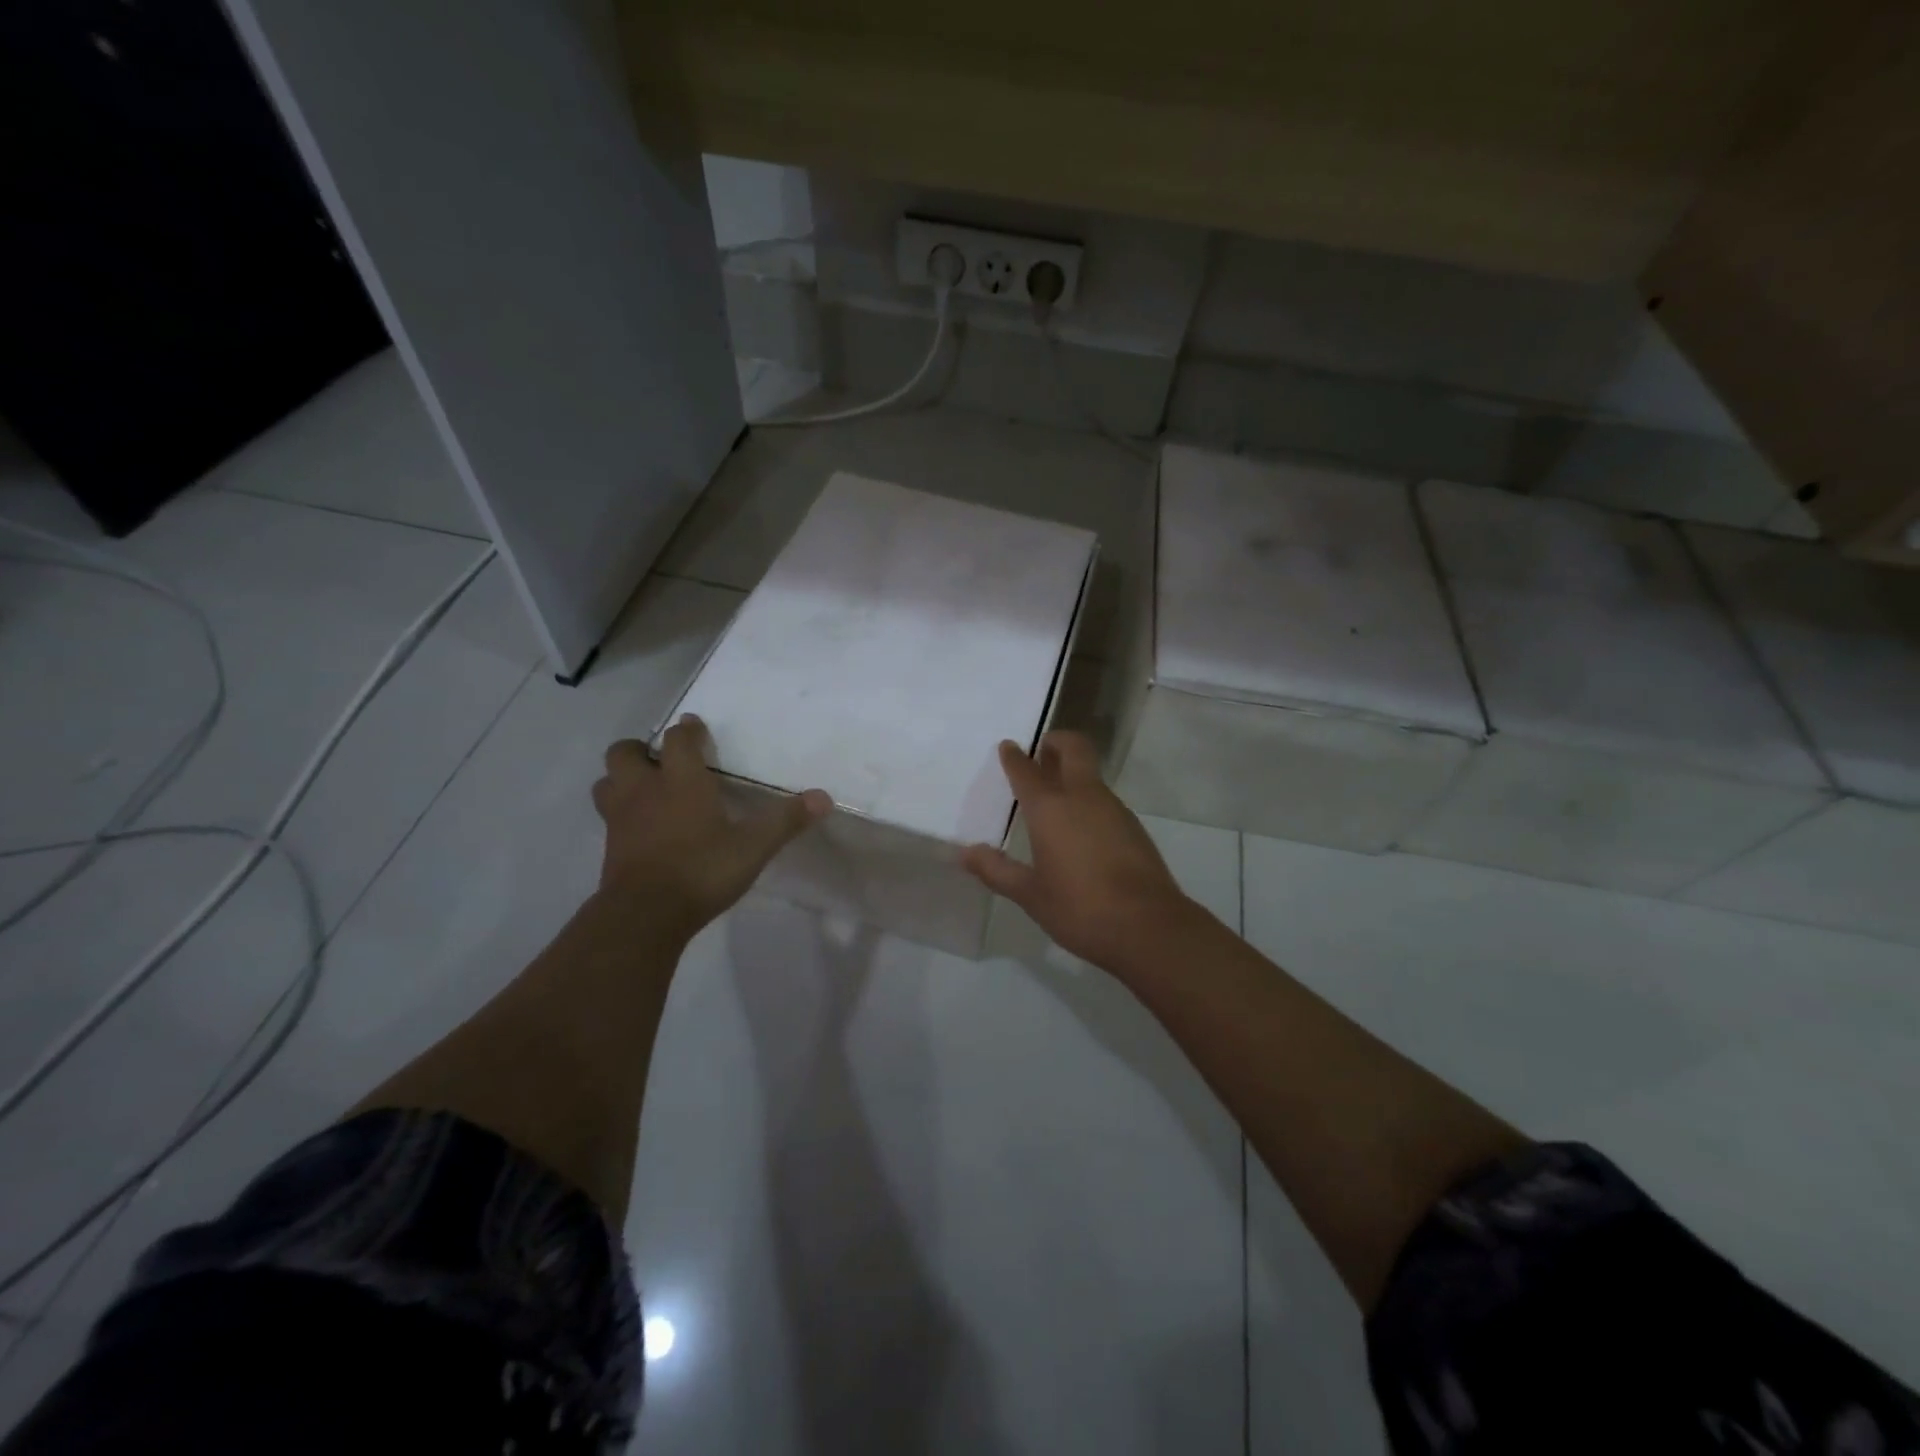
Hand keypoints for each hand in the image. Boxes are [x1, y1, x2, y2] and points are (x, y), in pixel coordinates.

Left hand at [593, 716, 830, 936]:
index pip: (678, 740)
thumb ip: (785, 820)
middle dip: (641, 750)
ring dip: (622, 779)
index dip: (687, 730)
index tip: (695, 727)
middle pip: (624, 752)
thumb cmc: (701, 870)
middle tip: (662, 761)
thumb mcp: (753, 847)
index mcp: (680, 781)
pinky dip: (621, 813)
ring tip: (645, 790)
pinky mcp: (610, 847)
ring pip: (607, 783)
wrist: (645, 915)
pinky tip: (642, 828)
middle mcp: (644, 791)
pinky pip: (609, 817)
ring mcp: (620, 819)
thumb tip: (823, 797)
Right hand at [961, 731, 1198, 972]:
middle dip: (1057, 742)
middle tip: (1042, 751)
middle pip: (1074, 749)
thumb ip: (997, 870)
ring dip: (1074, 773)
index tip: (1008, 747)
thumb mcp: (1030, 894)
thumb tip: (966, 853)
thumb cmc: (1079, 908)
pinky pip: (1105, 800)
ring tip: (1055, 795)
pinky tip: (1081, 830)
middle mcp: (1083, 797)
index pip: (1027, 770)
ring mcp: (1114, 809)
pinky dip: (1089, 800)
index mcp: (1050, 808)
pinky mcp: (1133, 827)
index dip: (1015, 756)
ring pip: (1091, 775)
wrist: (1148, 927)